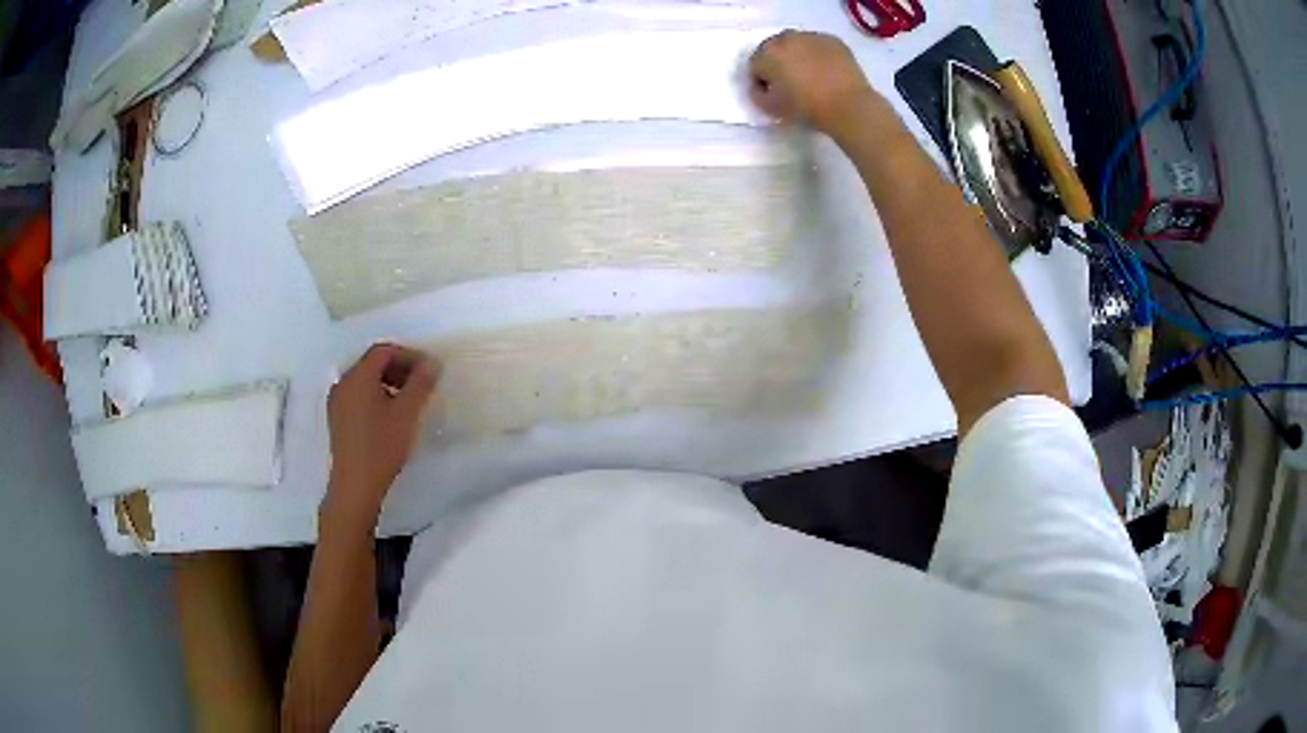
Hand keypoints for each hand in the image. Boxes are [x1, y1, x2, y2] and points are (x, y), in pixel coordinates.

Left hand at [323, 343, 439, 522]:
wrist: (355, 484)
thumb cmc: (382, 445)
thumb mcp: (407, 413)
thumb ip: (420, 384)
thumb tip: (431, 363)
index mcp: (359, 376)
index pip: (383, 351)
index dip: (408, 355)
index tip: (428, 370)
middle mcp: (344, 382)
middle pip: (372, 363)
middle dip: (398, 368)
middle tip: (420, 383)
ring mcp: (337, 401)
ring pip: (364, 380)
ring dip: (387, 382)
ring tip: (408, 401)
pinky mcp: (337, 419)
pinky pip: (357, 396)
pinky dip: (375, 396)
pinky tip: (389, 416)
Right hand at [748, 31, 876, 133]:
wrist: (848, 106)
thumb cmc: (806, 108)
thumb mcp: (771, 108)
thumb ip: (758, 95)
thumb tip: (761, 88)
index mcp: (767, 53)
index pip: (755, 65)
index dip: (761, 81)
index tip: (771, 94)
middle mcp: (786, 38)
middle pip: (775, 50)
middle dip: (778, 64)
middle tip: (789, 83)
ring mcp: (812, 37)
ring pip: (797, 45)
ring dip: (798, 57)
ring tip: (810, 77)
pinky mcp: (833, 41)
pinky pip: (818, 46)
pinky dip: (818, 56)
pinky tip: (826, 73)